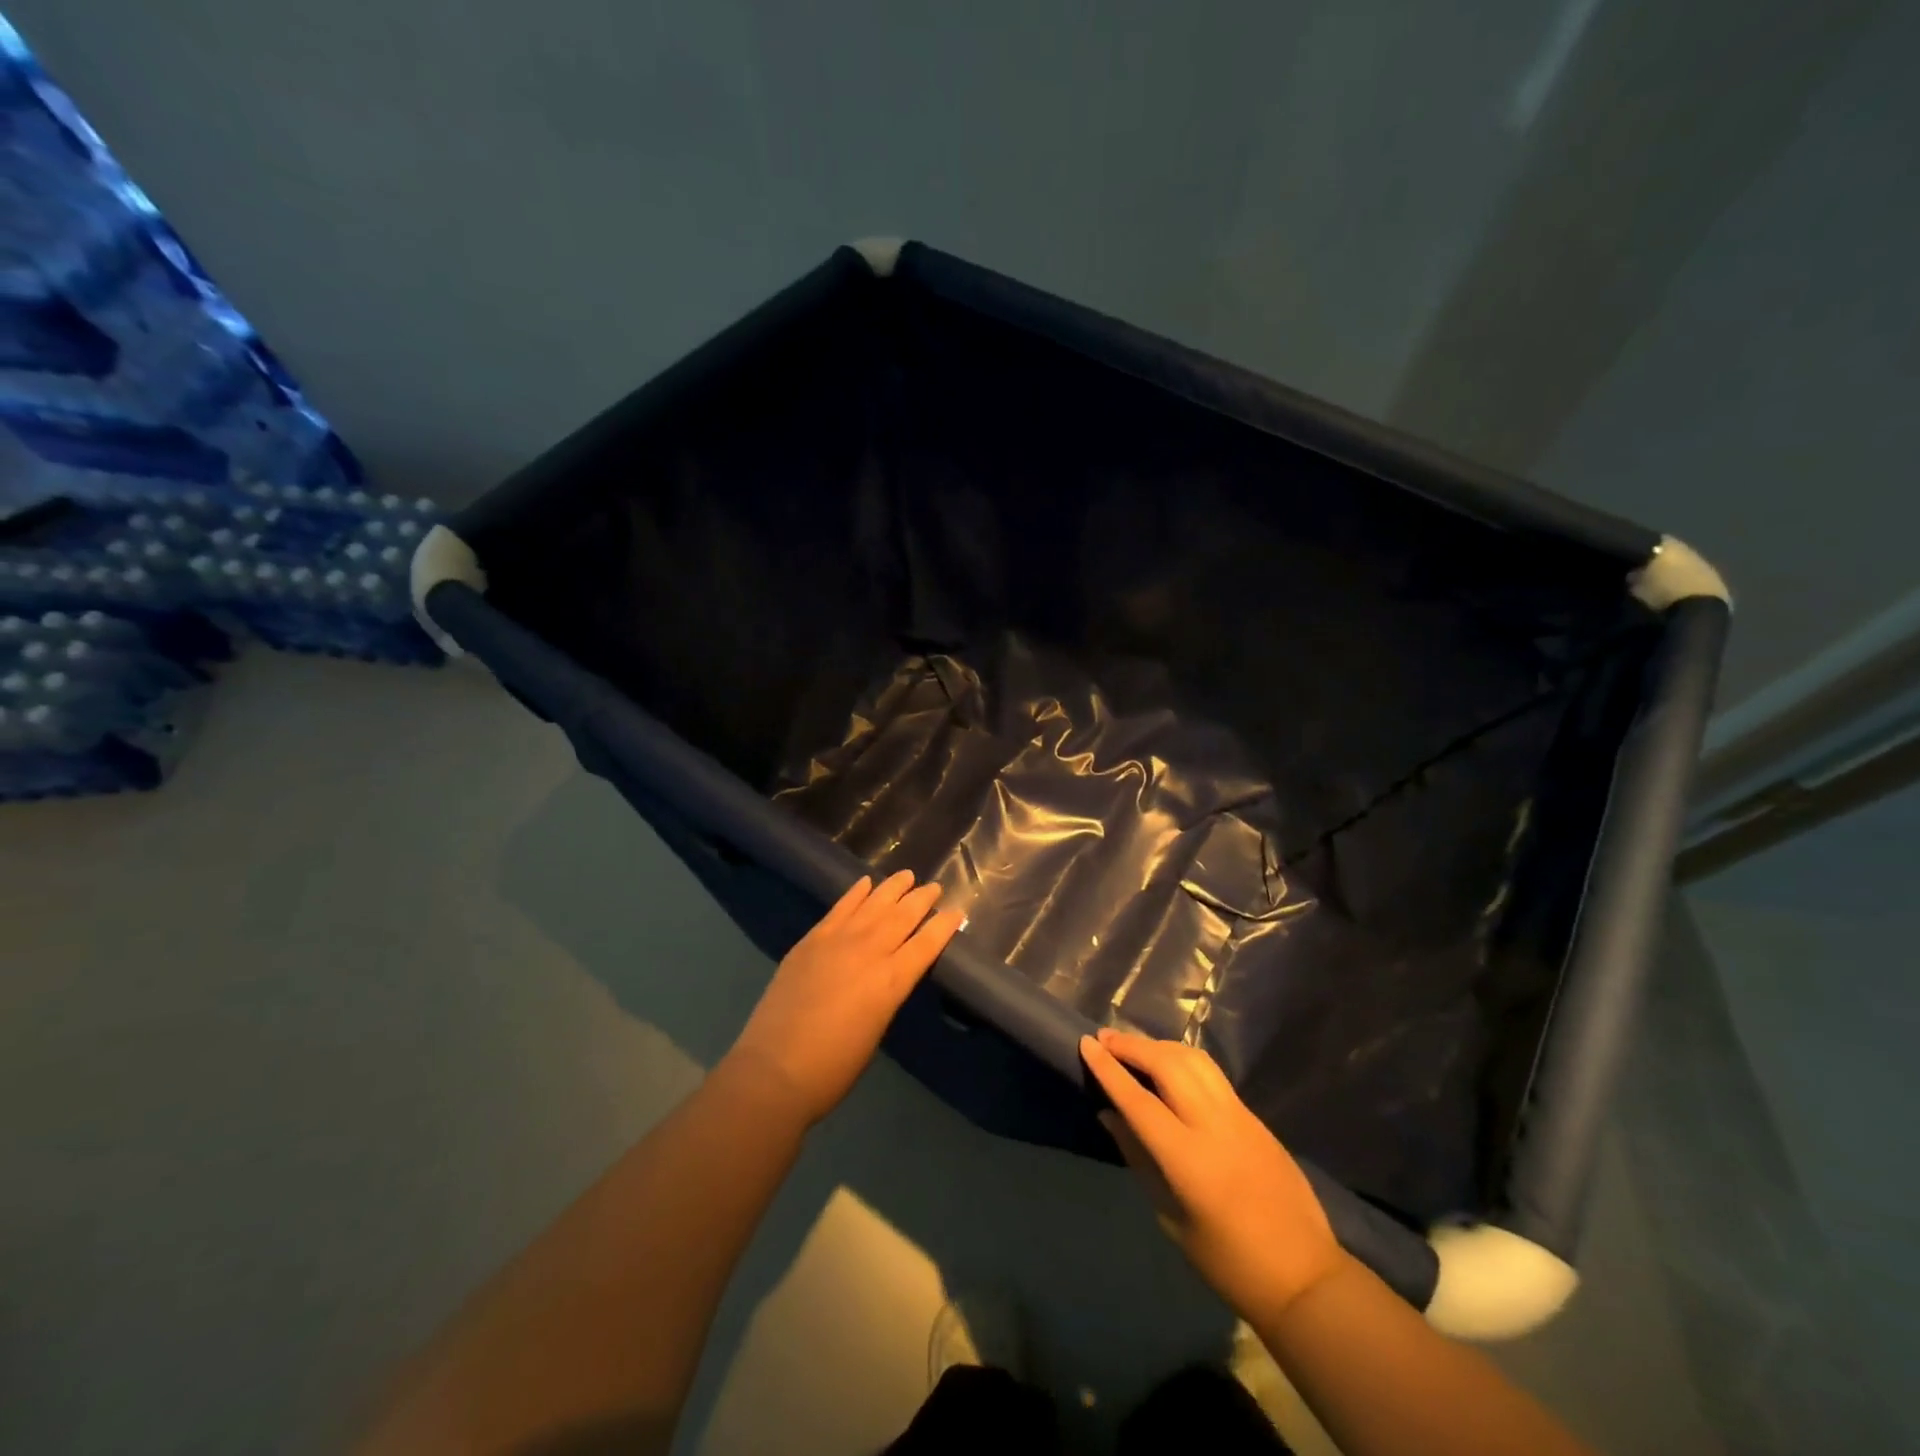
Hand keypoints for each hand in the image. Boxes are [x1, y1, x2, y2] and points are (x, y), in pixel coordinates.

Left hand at [728, 872, 963, 1124]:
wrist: (775, 1069)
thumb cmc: (833, 1067)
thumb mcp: (876, 1030)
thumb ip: (886, 995)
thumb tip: (889, 976)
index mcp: (891, 982)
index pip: (926, 944)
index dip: (944, 926)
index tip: (957, 912)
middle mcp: (869, 952)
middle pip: (903, 917)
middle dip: (922, 900)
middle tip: (935, 887)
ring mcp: (838, 941)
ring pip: (873, 904)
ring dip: (892, 888)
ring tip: (907, 875)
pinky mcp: (811, 940)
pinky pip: (839, 908)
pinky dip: (855, 893)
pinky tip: (865, 883)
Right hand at [1081, 1029, 1347, 1322]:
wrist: (1304, 1277)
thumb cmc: (1228, 1263)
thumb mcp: (1171, 1217)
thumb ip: (1140, 1159)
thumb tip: (1110, 1115)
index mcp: (1188, 1159)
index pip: (1138, 1100)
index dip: (1109, 1069)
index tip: (1085, 1043)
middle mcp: (1213, 1125)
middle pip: (1167, 1065)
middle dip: (1132, 1046)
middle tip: (1104, 1039)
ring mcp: (1239, 1116)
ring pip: (1193, 1059)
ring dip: (1159, 1046)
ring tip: (1134, 1046)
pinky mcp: (1255, 1117)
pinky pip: (1212, 1074)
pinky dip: (1183, 1059)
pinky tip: (1170, 1065)